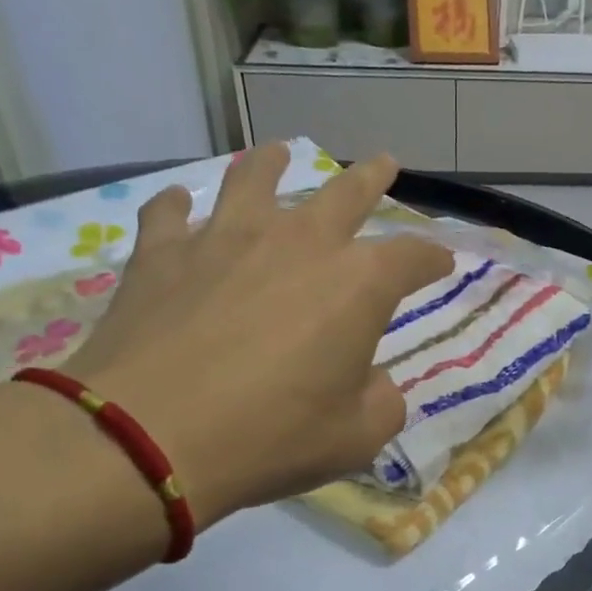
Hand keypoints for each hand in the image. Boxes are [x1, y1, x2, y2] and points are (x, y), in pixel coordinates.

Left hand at [61, 143, 452, 522]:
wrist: (149, 436)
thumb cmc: (271, 437)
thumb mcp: (356, 437)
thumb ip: (382, 402)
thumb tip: (372, 382)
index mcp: (357, 284)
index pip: (411, 256)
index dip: (433, 258)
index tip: (443, 262)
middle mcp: (298, 244)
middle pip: (345, 194)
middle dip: (371, 178)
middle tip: (384, 163)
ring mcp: (225, 240)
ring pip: (254, 180)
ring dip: (272, 164)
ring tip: (278, 153)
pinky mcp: (162, 254)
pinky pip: (170, 214)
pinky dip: (178, 206)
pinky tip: (180, 203)